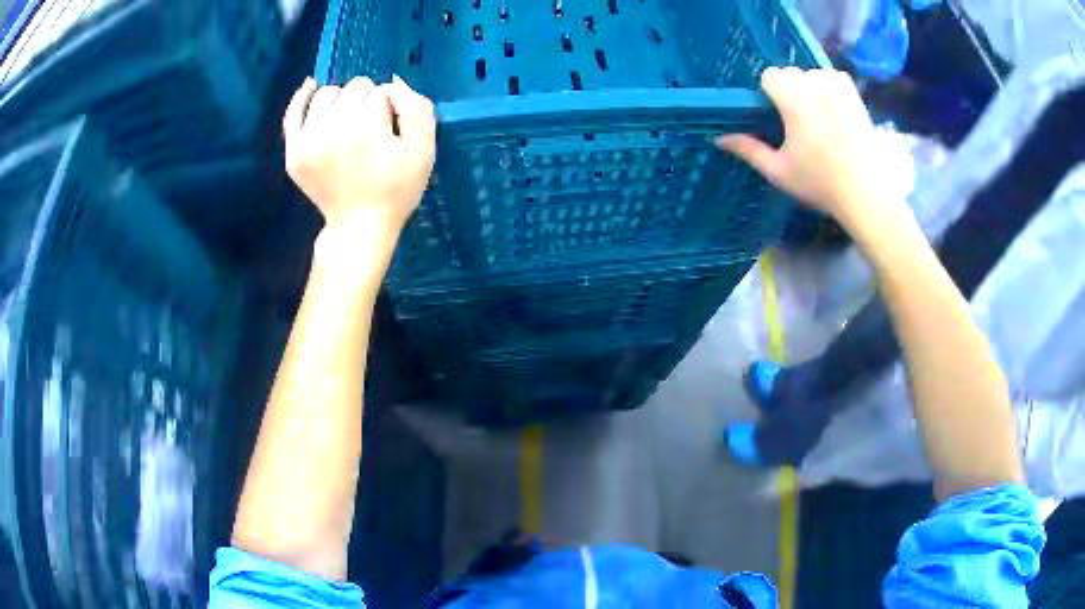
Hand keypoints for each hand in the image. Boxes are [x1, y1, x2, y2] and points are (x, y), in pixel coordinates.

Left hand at [283, 75, 435, 234]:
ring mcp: (308, 138)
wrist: (359, 227)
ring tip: (349, 121)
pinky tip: (311, 87)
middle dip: (368, 100)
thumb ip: (417, 110)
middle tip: (373, 129)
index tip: (393, 130)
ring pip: (327, 94)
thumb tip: (394, 83)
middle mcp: (333, 125)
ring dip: (342, 100)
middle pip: (355, 88)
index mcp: (366, 124)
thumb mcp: (423, 152)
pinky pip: (293, 113)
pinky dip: (302, 97)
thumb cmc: (396, 191)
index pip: (383, 92)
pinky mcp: (294, 150)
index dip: (393, 108)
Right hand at [716, 67, 911, 230]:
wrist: (866, 195)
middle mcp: (815, 86)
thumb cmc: (820, 184)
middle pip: (791, 72)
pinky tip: (833, 105)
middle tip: (796, 120)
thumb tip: (719, 138)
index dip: (769, 93)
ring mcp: (839, 90)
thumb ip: (749, 149)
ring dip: (810, 86)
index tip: (775, 115)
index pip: (770, 75)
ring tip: (817, 113)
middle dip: (789, 89)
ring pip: (814, 73)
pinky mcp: (856, 98)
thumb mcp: (779, 171)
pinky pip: (837, 76)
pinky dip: (831, 84)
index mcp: (793, 100)